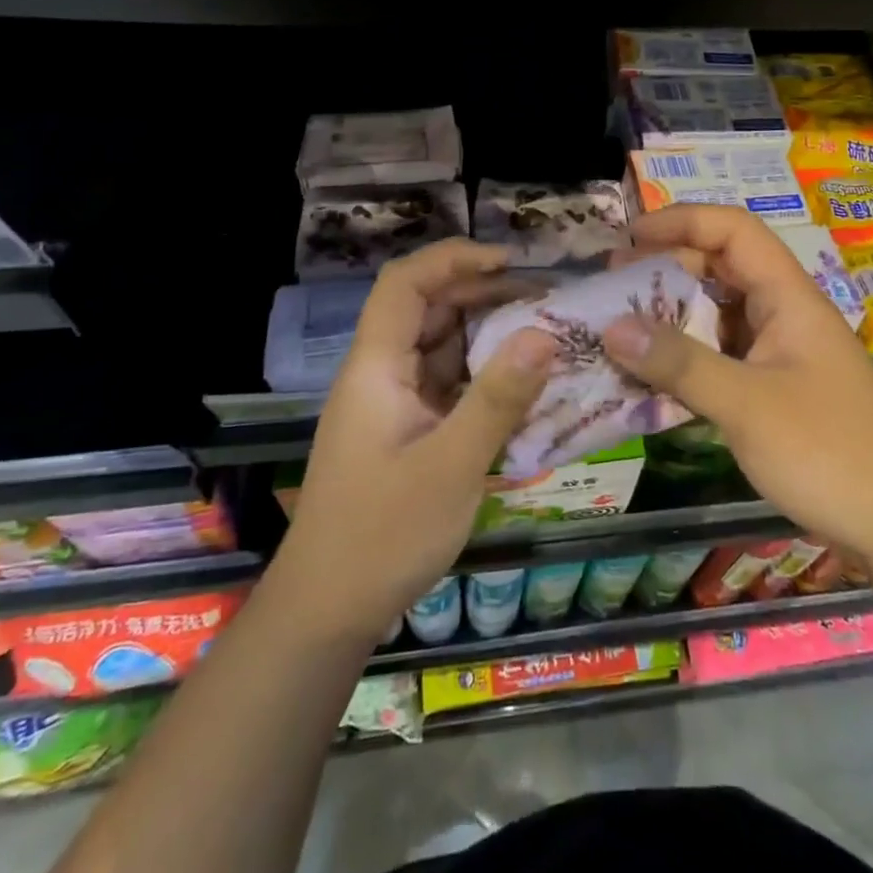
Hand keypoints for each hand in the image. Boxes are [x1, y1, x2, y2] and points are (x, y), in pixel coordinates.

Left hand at [273, 240, 556, 643]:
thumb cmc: (382, 535)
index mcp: (376, 367)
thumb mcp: (451, 465)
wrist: (327, 613)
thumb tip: (545, 333)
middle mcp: (382, 374)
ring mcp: (393, 404)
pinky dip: (484, 377)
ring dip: (488, 335)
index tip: (509, 261)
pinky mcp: (407, 432)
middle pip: (428, 310)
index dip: (454, 259)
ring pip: (441, 347)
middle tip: (544, 298)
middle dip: (483, 294)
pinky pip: (449, 385)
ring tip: (544, 331)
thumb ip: (498, 398)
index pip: (405, 283)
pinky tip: (524, 384)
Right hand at [603, 206, 872, 554]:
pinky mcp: (776, 387)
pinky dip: (687, 356)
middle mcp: (785, 313)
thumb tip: (610, 327)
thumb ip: (678, 363)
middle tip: (614, 287)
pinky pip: (722, 354)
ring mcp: (781, 351)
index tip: (630, 238)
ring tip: (622, 329)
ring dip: (673, 315)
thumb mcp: (746, 404)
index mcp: (788, 297)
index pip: (734, 230)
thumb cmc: (828, 452)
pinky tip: (653, 377)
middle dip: (667, 268)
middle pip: (722, 267)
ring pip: (720, 313)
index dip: (682, 221)